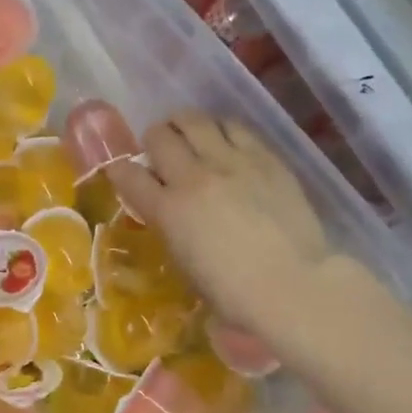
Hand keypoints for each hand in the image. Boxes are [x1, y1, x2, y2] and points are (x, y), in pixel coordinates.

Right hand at [109, 111, 368, 347]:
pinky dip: (220, 129)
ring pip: (195, 120)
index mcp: (168, 210)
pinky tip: (224, 140)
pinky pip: (234, 127)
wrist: (292, 284)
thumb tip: (169, 209)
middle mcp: (193, 177)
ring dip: (184, 126)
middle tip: (160, 151)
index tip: (123, 170)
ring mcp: (231, 162)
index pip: (128, 174)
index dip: (119, 168)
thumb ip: (170, 227)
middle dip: (153, 141)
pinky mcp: (265, 157)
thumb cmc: (233, 292)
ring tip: (190, 136)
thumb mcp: (184, 263)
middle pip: (159, 136)